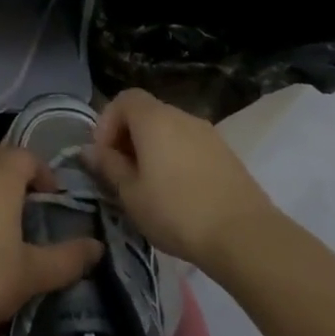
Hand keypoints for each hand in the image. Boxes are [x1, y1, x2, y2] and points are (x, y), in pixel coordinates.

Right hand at [85, 89, 280, 266]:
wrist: (244, 237)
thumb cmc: (176, 212)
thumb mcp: (131, 194)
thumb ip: (109, 166)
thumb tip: (90, 150)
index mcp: (154, 119)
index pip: (124, 99)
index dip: (107, 121)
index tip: (104, 155)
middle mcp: (181, 116)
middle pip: (147, 113)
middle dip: (129, 137)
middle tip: (122, 173)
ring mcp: (208, 134)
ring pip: (170, 131)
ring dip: (153, 149)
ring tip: (149, 186)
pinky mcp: (227, 154)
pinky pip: (190, 146)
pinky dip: (176, 158)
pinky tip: (178, 193)